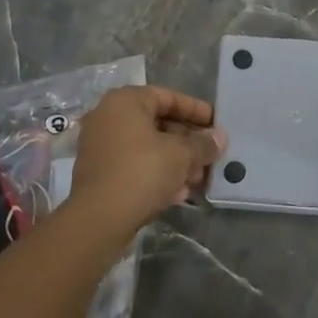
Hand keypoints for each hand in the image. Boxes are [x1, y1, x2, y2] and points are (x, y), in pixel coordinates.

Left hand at [68, 86, 223, 236]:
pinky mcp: (99, 174)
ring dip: (175, 162)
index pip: (168, 97)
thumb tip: (220, 138)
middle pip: (158, 123)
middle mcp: (109, 117)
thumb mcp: (181, 155)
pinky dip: (157, 174)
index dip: (195, 110)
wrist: (97, 220)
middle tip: (210, 156)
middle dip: (188, 142)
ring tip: (198, 179)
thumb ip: (203, 144)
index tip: (216, 124)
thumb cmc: (141, 172)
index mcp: (125, 101)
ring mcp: (101, 146)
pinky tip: (178, 194)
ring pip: (147, 147)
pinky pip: (134, 166)